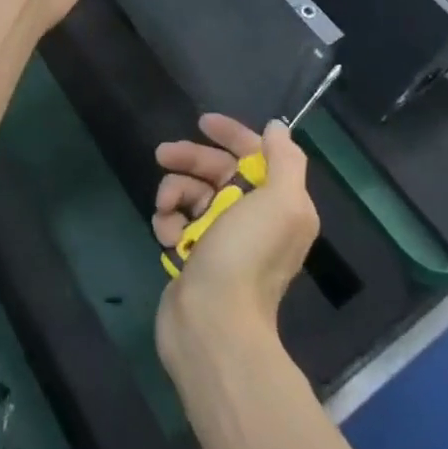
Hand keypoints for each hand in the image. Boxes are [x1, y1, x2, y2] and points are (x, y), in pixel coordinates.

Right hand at [153, 114, 318, 370]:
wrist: (214, 326)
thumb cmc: (247, 256)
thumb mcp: (281, 202)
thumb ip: (285, 160)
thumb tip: (277, 128)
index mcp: (278, 204)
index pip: (255, 154)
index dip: (231, 134)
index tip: (202, 122)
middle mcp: (253, 219)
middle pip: (218, 170)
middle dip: (190, 159)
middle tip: (162, 154)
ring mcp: (221, 240)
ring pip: (192, 194)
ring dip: (174, 193)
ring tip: (166, 209)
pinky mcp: (194, 258)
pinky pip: (177, 224)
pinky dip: (169, 223)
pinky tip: (167, 236)